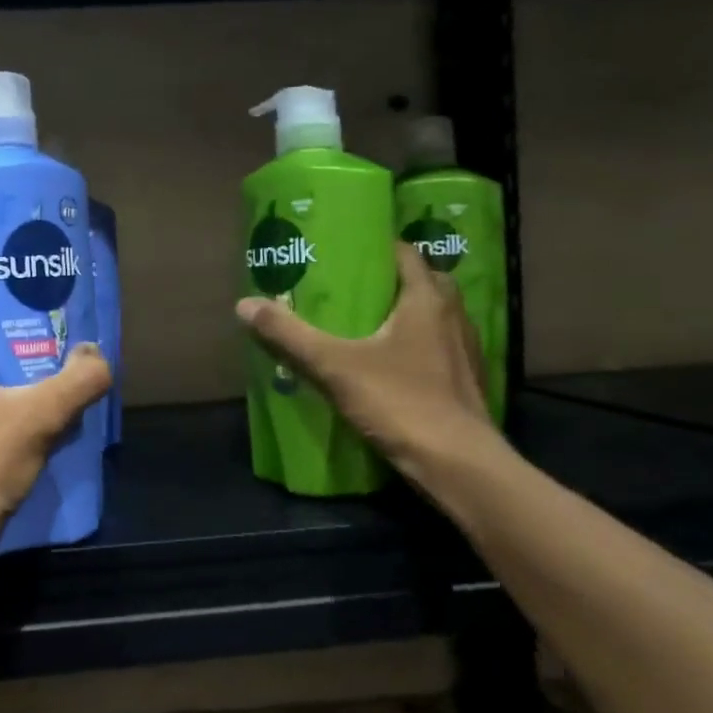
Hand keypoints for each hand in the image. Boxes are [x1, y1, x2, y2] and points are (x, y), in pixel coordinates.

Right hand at [235, 240, 499, 485]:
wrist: (457, 463)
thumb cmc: (399, 401)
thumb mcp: (334, 366)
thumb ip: (290, 336)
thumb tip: (244, 304)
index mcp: (426, 299)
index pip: (405, 254)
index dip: (377, 249)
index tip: (345, 252)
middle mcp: (453, 316)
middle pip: (423, 282)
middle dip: (391, 281)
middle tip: (351, 288)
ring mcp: (466, 350)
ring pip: (435, 317)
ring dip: (407, 314)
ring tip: (366, 323)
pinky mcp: (467, 381)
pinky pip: (440, 347)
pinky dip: (418, 345)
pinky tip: (391, 364)